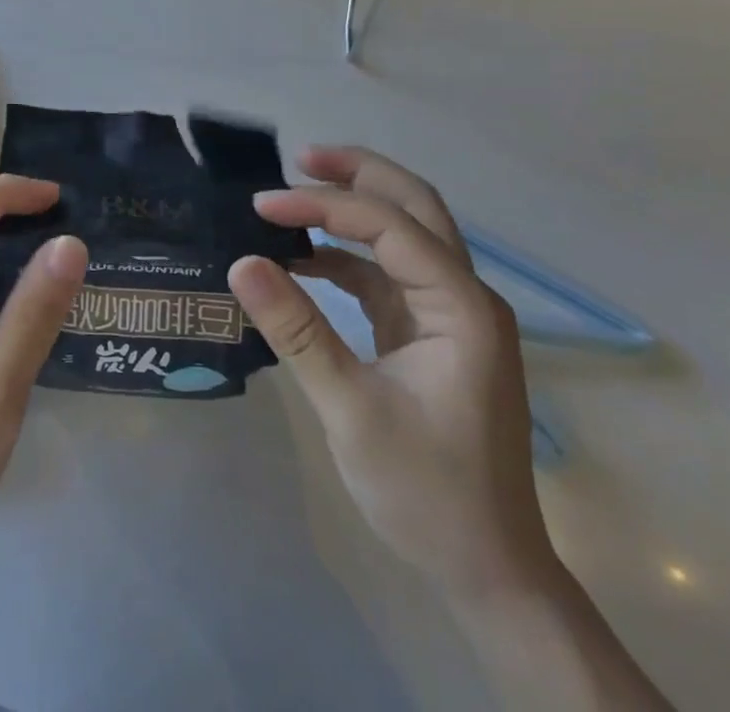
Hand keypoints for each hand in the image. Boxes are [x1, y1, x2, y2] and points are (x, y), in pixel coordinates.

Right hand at [228, 146, 554, 599]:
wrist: (488, 570)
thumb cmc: (427, 492)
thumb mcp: (350, 409)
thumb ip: (296, 330)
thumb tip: (241, 261)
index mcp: (462, 307)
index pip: (388, 226)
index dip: (321, 206)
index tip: (261, 205)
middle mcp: (464, 296)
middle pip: (415, 206)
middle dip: (358, 174)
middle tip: (299, 157)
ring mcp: (449, 313)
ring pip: (404, 233)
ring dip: (352, 209)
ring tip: (293, 197)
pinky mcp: (429, 332)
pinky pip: (385, 273)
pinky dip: (344, 256)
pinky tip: (301, 260)